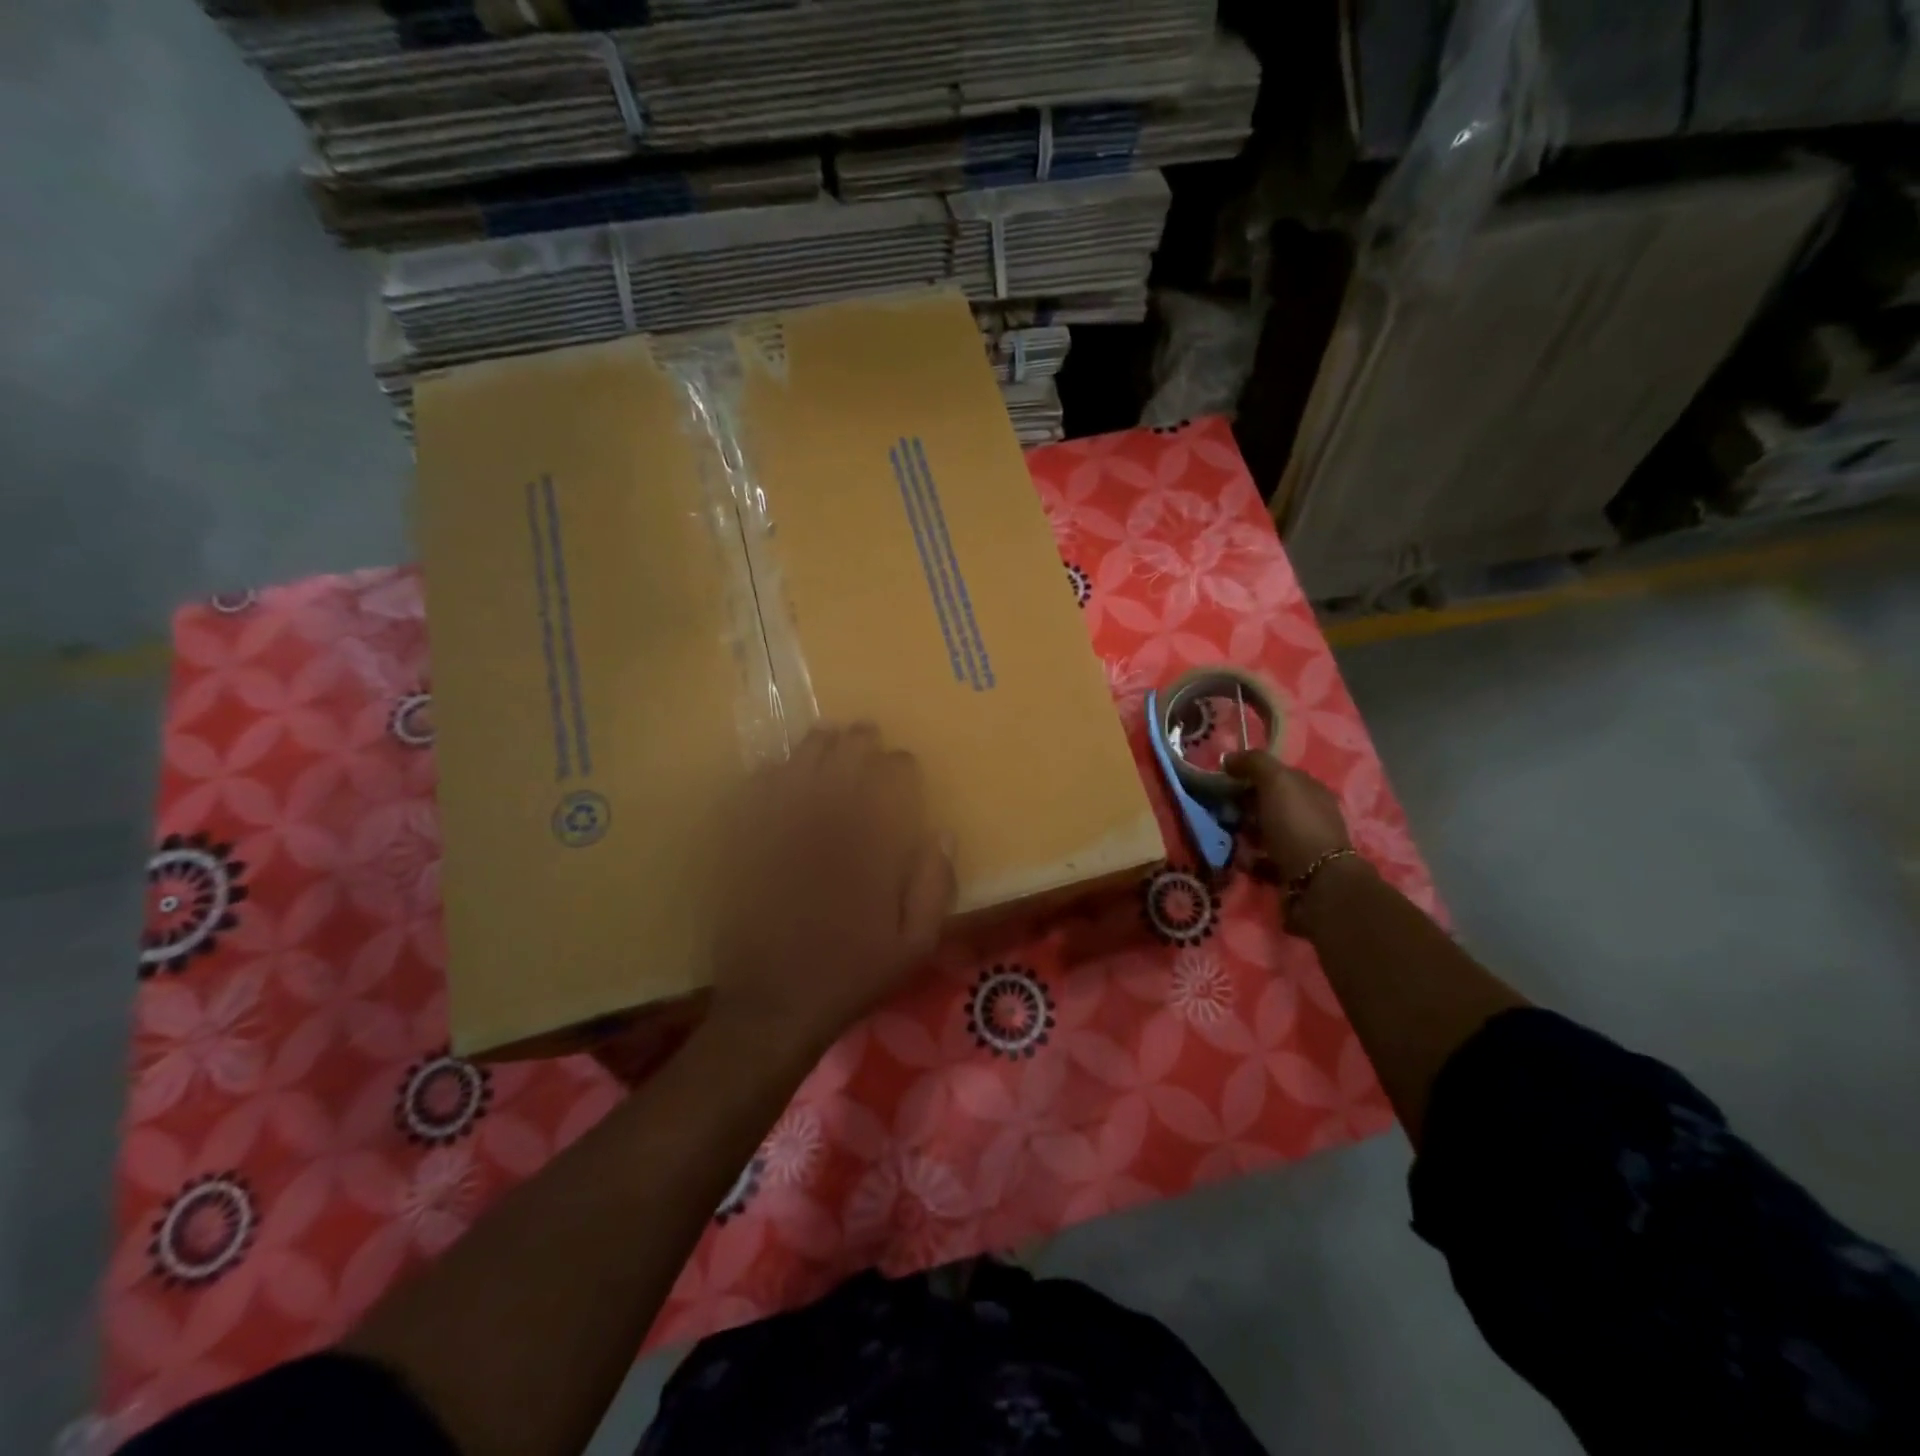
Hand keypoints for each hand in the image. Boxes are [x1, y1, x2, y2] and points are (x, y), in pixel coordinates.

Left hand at [711, 723, 954, 1053]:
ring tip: (827, 736)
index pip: (889, 784)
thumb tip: (942, 834)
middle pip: (841, 764)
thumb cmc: (850, 975)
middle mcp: (824, 830)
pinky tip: (776, 771)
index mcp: (868, 848)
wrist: (774, 1007)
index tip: (904, 763)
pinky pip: (753, 797)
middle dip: (857, 742)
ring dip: (814, 747)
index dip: (898, 766)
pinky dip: (767, 777)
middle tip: (865, 732)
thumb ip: (935, 887)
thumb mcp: (915, 946)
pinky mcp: (745, 848)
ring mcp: (779, 835)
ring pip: (797, 770)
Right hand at [1224, 752, 1352, 882]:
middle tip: (1221, 810)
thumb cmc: (1296, 824)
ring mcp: (1301, 842)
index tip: (1224, 780)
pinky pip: (1263, 857)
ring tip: (1226, 836)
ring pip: (1263, 830)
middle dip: (1243, 805)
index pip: (1276, 774)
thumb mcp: (1276, 781)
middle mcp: (1309, 814)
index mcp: (1310, 789)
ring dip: (1244, 832)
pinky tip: (1241, 859)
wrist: (1316, 882)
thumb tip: (1228, 758)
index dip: (1250, 774)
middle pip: (1268, 803)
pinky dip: (1250, 858)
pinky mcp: (1292, 868)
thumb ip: (1253, 762)